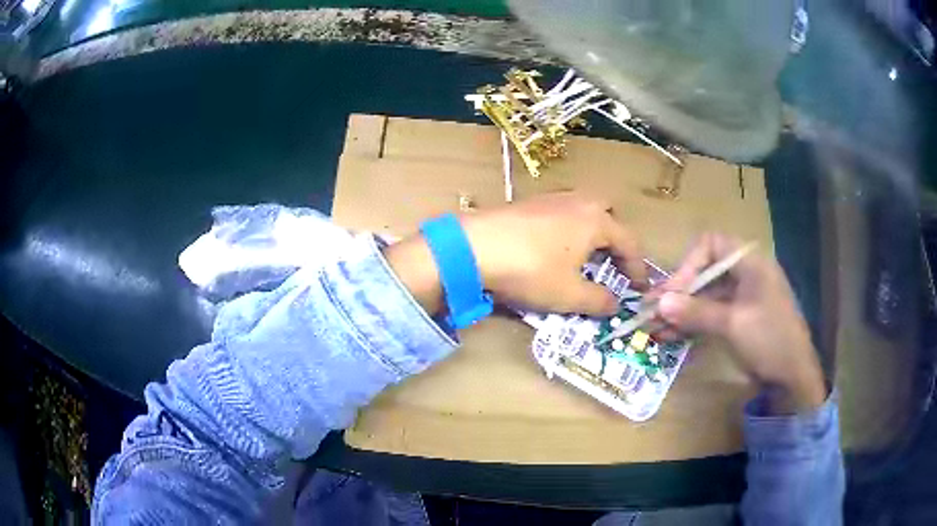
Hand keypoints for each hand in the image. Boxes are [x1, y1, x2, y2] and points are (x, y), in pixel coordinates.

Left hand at [385, 192, 646, 317]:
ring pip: (581, 212)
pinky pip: (559, 214)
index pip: (629, 242)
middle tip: (611, 264)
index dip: (637, 267)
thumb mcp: (569, 295)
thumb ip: (598, 301)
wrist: (473, 247)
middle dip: (614, 239)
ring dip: (589, 234)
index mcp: (595, 220)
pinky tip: (551, 251)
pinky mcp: (526, 204)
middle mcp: (577, 202)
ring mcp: (550, 199)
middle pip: (607, 215)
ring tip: (582, 259)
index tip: (639, 288)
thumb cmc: (531, 270)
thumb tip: (614, 304)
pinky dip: (566, 231)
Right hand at [656, 233, 826, 413]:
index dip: (688, 265)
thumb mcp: (733, 325)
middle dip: (679, 292)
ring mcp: (744, 297)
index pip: (711, 246)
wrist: (794, 377)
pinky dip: (694, 323)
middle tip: (653, 311)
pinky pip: (713, 313)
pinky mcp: (741, 318)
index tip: (671, 293)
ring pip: (707, 295)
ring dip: (683, 310)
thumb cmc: (769, 341)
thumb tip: (659, 302)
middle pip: (706, 271)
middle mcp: (746, 273)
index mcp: (751, 262)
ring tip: (656, 329)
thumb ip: (696, 311)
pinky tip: (674, 336)